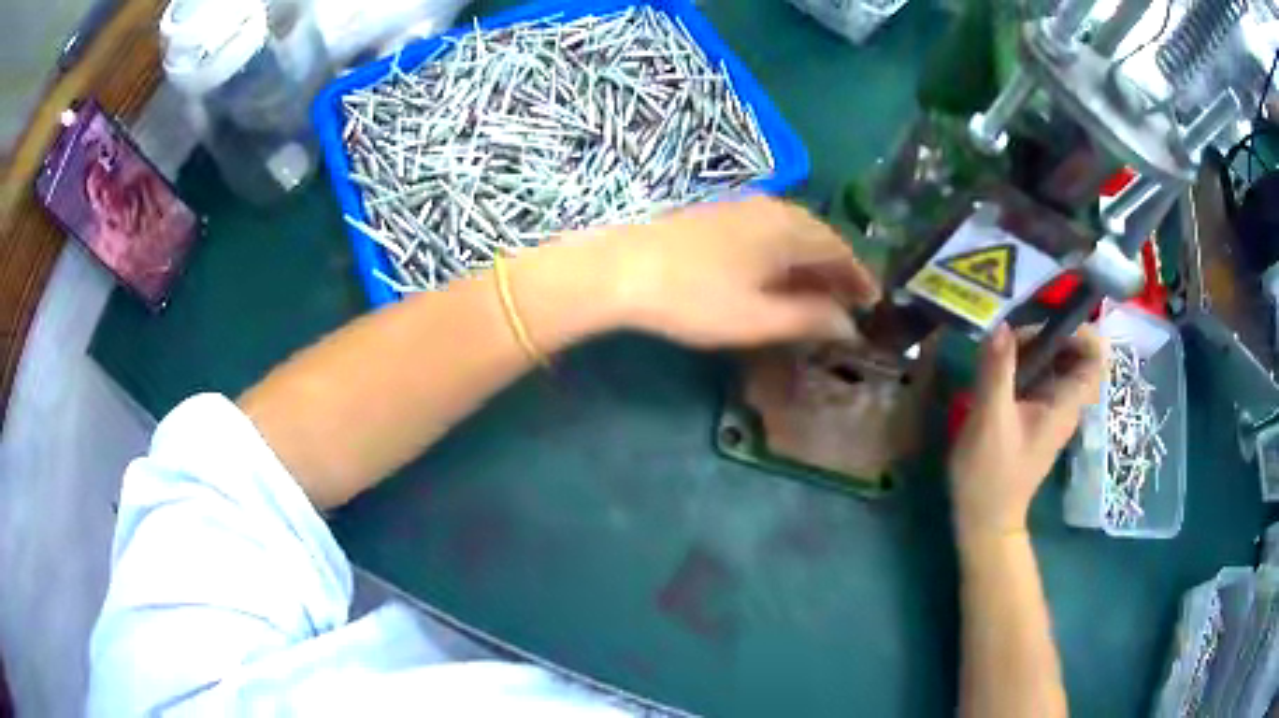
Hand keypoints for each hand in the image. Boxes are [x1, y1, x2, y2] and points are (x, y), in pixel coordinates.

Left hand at [603, 196, 879, 347]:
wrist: (621, 267)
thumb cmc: (695, 297)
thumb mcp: (759, 318)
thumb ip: (810, 318)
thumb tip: (848, 324)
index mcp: (789, 229)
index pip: (840, 250)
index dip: (859, 277)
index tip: (873, 301)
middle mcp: (772, 208)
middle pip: (819, 236)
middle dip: (837, 269)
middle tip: (849, 301)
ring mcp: (742, 205)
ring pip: (792, 231)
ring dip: (810, 261)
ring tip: (817, 292)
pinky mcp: (718, 212)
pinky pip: (768, 230)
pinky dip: (784, 253)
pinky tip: (775, 274)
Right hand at [949, 324, 1106, 545]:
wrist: (985, 520)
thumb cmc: (991, 474)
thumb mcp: (990, 420)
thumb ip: (997, 371)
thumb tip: (1001, 325)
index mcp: (1066, 403)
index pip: (1096, 356)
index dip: (1079, 331)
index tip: (1045, 324)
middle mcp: (1066, 403)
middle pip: (1075, 352)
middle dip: (1048, 333)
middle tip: (1015, 336)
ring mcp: (1051, 409)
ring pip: (1056, 362)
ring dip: (1032, 347)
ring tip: (1002, 349)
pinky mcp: (1035, 415)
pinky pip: (1040, 376)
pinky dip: (1024, 363)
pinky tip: (998, 367)